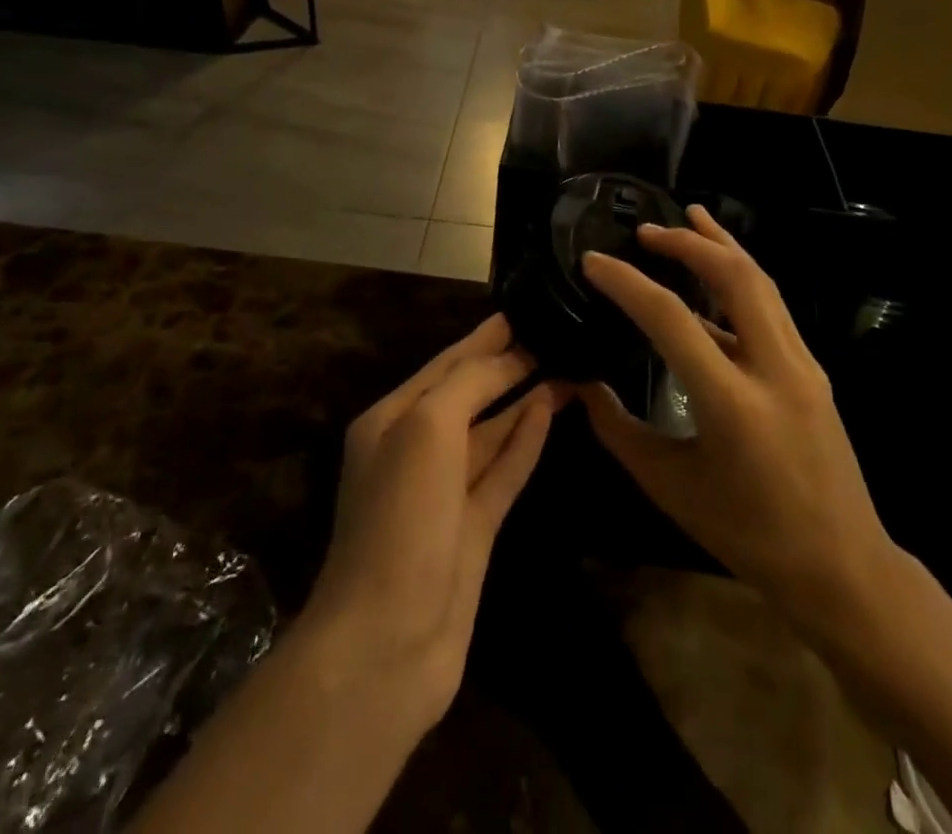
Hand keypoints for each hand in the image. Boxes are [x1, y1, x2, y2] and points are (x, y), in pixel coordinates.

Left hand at [303, 316, 559, 729]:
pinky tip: (549, 411)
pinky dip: (525, 440)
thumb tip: (507, 358)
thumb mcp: (427, 429)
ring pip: (491, 430)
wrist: (388, 641)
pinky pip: (504, 470)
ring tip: (563, 366)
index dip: (482, 338)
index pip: (446, 364)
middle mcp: (416, 449)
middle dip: (505, 363)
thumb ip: (467, 385)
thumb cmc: (401, 518)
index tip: (520, 310)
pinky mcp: (474, 528)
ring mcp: (446, 492)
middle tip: (550, 333)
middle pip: (469, 393)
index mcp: (392, 420)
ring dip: (522, 398)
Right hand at [577, 207, 899, 633]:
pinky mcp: (812, 368)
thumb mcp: (670, 486)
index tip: (593, 261)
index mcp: (732, 402)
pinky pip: (772, 306)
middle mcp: (775, 368)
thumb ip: (618, 429)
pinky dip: (740, 277)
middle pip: (734, 277)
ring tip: (690, 217)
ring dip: (722, 246)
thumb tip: (580, 384)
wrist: (841, 567)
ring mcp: (802, 364)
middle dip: (688, 242)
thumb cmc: (748, 534)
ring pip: (762, 282)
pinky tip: (716, 276)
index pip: (671, 318)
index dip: (626, 283)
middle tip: (647, 230)